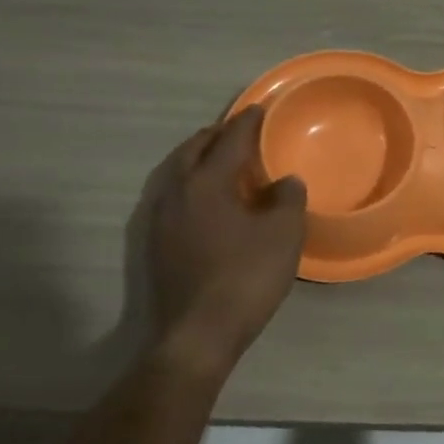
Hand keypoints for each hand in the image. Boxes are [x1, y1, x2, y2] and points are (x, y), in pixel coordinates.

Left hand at [145, 107, 306, 374]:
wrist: (196, 335)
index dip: (247, 123)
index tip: (260, 109)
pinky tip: (207, 200)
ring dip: (199, 158)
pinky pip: (174, 195)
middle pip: (193, 150)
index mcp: (206, 182)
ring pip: (178, 172)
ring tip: (221, 159)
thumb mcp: (283, 235)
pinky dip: (191, 183)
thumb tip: (285, 181)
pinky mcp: (155, 243)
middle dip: (216, 135)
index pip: (229, 140)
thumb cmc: (245, 278)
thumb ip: (287, 199)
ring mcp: (160, 218)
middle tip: (238, 130)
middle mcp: (176, 192)